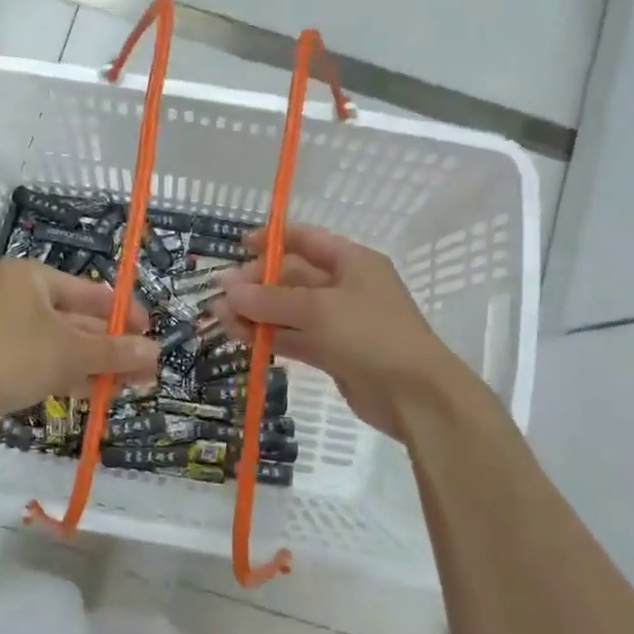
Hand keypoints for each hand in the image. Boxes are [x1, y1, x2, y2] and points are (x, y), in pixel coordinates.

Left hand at [0, 259, 159, 432]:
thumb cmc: (14, 356)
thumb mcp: (71, 352)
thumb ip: (115, 351)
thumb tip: (155, 352)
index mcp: (33, 278)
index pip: (91, 292)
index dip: (125, 314)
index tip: (151, 335)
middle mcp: (21, 297)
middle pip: (80, 320)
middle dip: (114, 346)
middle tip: (147, 369)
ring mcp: (10, 330)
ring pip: (65, 344)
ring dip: (99, 364)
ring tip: (135, 385)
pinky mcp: (4, 360)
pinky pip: (48, 361)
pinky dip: (74, 374)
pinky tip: (103, 392)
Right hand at [210, 226, 492, 444]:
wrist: (415, 394)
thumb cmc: (371, 335)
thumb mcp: (317, 310)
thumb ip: (270, 300)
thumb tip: (227, 291)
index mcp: (352, 261)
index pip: (305, 239)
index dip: (271, 240)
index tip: (237, 247)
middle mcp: (345, 286)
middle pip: (292, 276)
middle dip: (256, 283)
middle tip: (220, 294)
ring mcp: (339, 322)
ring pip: (289, 311)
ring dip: (256, 313)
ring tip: (219, 318)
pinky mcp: (333, 353)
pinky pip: (294, 337)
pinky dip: (269, 337)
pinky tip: (239, 338)